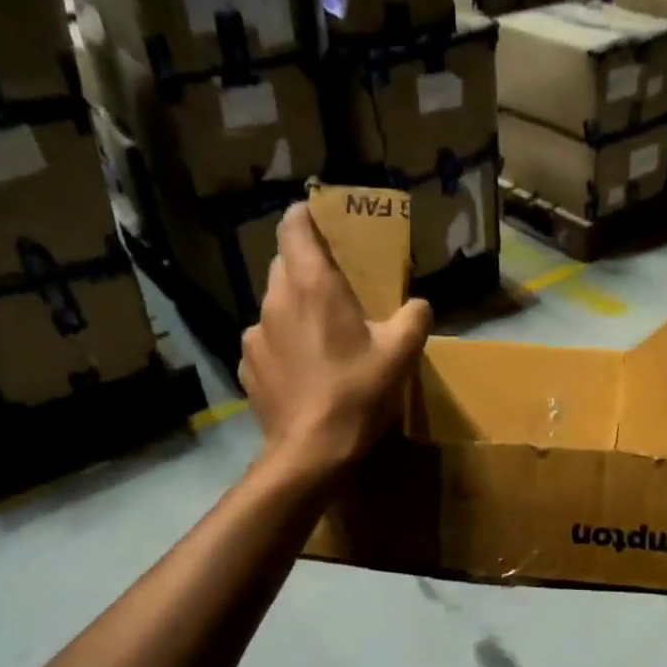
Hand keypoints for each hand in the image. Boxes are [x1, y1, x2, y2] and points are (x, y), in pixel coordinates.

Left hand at [241, 203, 431, 483]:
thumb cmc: (357, 393)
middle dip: (309, 266)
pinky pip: (267, 340)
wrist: (310, 452)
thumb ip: (415, 317)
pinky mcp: (247, 365)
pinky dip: (284, 343)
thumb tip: (419, 305)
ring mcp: (254, 334)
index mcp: (312, 285)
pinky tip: (304, 369)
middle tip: (337, 285)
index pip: (294, 226)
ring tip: (322, 335)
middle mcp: (275, 300)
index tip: (325, 220)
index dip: (307, 215)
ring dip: (296, 308)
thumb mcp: (401, 354)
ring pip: (275, 304)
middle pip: (285, 263)